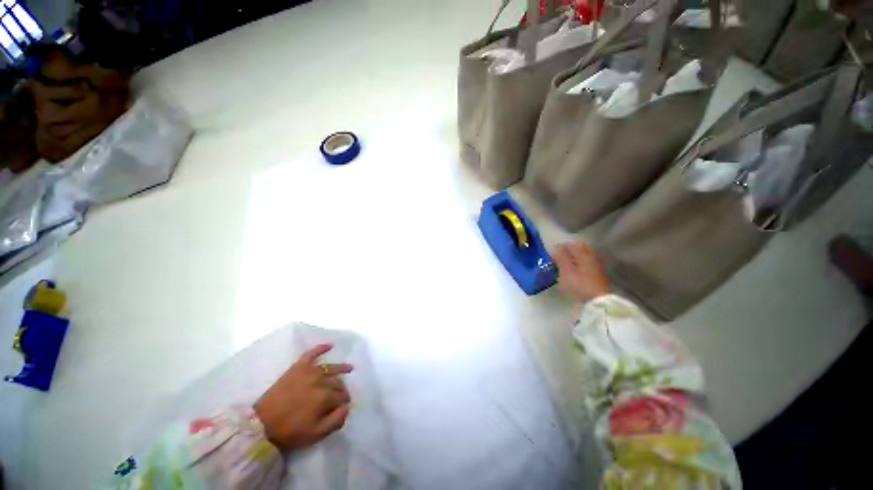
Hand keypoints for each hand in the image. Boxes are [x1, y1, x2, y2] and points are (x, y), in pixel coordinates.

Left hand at [254, 344, 353, 451]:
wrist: (261, 425)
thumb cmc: (290, 431)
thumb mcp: (316, 434)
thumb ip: (336, 420)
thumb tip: (348, 407)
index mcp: (325, 397)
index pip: (342, 396)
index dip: (345, 401)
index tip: (344, 406)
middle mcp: (321, 380)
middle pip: (337, 382)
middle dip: (342, 388)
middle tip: (342, 395)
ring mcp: (309, 372)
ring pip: (330, 368)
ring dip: (341, 368)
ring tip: (349, 368)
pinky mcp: (297, 367)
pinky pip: (311, 354)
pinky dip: (321, 348)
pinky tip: (330, 345)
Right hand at [554, 242, 608, 303]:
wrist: (597, 303)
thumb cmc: (579, 285)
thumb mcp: (565, 271)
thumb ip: (561, 258)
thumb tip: (556, 249)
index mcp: (584, 254)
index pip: (572, 245)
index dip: (561, 247)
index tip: (552, 253)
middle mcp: (592, 258)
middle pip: (581, 248)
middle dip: (570, 250)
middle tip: (560, 256)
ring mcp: (597, 267)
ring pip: (585, 257)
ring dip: (575, 257)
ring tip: (565, 264)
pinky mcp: (599, 276)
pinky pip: (588, 265)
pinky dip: (580, 265)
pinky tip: (574, 272)